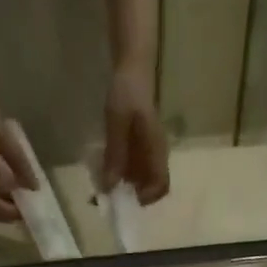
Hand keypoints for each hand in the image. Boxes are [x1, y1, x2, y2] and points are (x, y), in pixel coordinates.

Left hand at [101, 63, 169, 204]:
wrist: (132, 68)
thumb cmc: (127, 91)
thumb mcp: (117, 122)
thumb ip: (115, 153)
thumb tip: (110, 187)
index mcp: (156, 149)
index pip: (162, 184)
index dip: (148, 197)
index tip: (127, 198)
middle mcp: (156, 154)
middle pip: (150, 186)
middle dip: (131, 194)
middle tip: (110, 191)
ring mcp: (148, 151)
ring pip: (139, 178)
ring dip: (123, 184)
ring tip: (104, 179)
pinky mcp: (139, 147)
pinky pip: (132, 167)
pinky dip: (120, 172)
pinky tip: (106, 166)